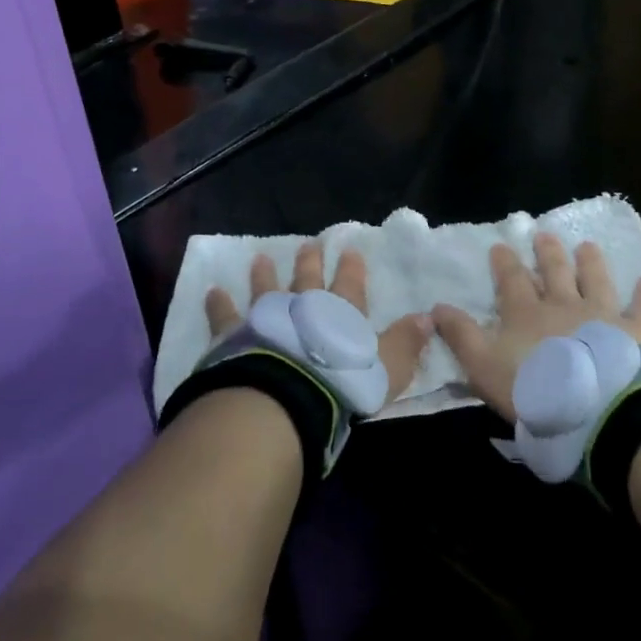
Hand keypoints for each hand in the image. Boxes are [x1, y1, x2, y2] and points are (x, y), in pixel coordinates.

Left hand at [204, 244, 431, 408]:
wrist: (288, 397)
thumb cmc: (343, 383)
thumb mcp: (387, 367)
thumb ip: (405, 343)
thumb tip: (427, 317)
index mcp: (340, 315)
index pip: (350, 285)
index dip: (351, 268)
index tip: (350, 249)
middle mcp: (303, 308)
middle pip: (307, 280)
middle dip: (310, 262)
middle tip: (309, 244)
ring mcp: (267, 317)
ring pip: (267, 289)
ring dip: (265, 275)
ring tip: (261, 257)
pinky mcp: (236, 334)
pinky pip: (225, 315)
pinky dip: (219, 303)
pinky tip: (213, 291)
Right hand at [432, 234, 640, 422]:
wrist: (596, 409)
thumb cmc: (534, 389)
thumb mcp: (483, 366)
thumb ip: (461, 336)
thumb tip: (436, 306)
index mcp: (526, 313)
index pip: (512, 281)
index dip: (504, 264)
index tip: (500, 246)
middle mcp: (564, 305)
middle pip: (554, 273)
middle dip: (547, 253)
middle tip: (544, 235)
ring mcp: (604, 315)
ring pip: (596, 280)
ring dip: (590, 263)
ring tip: (587, 246)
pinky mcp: (640, 332)